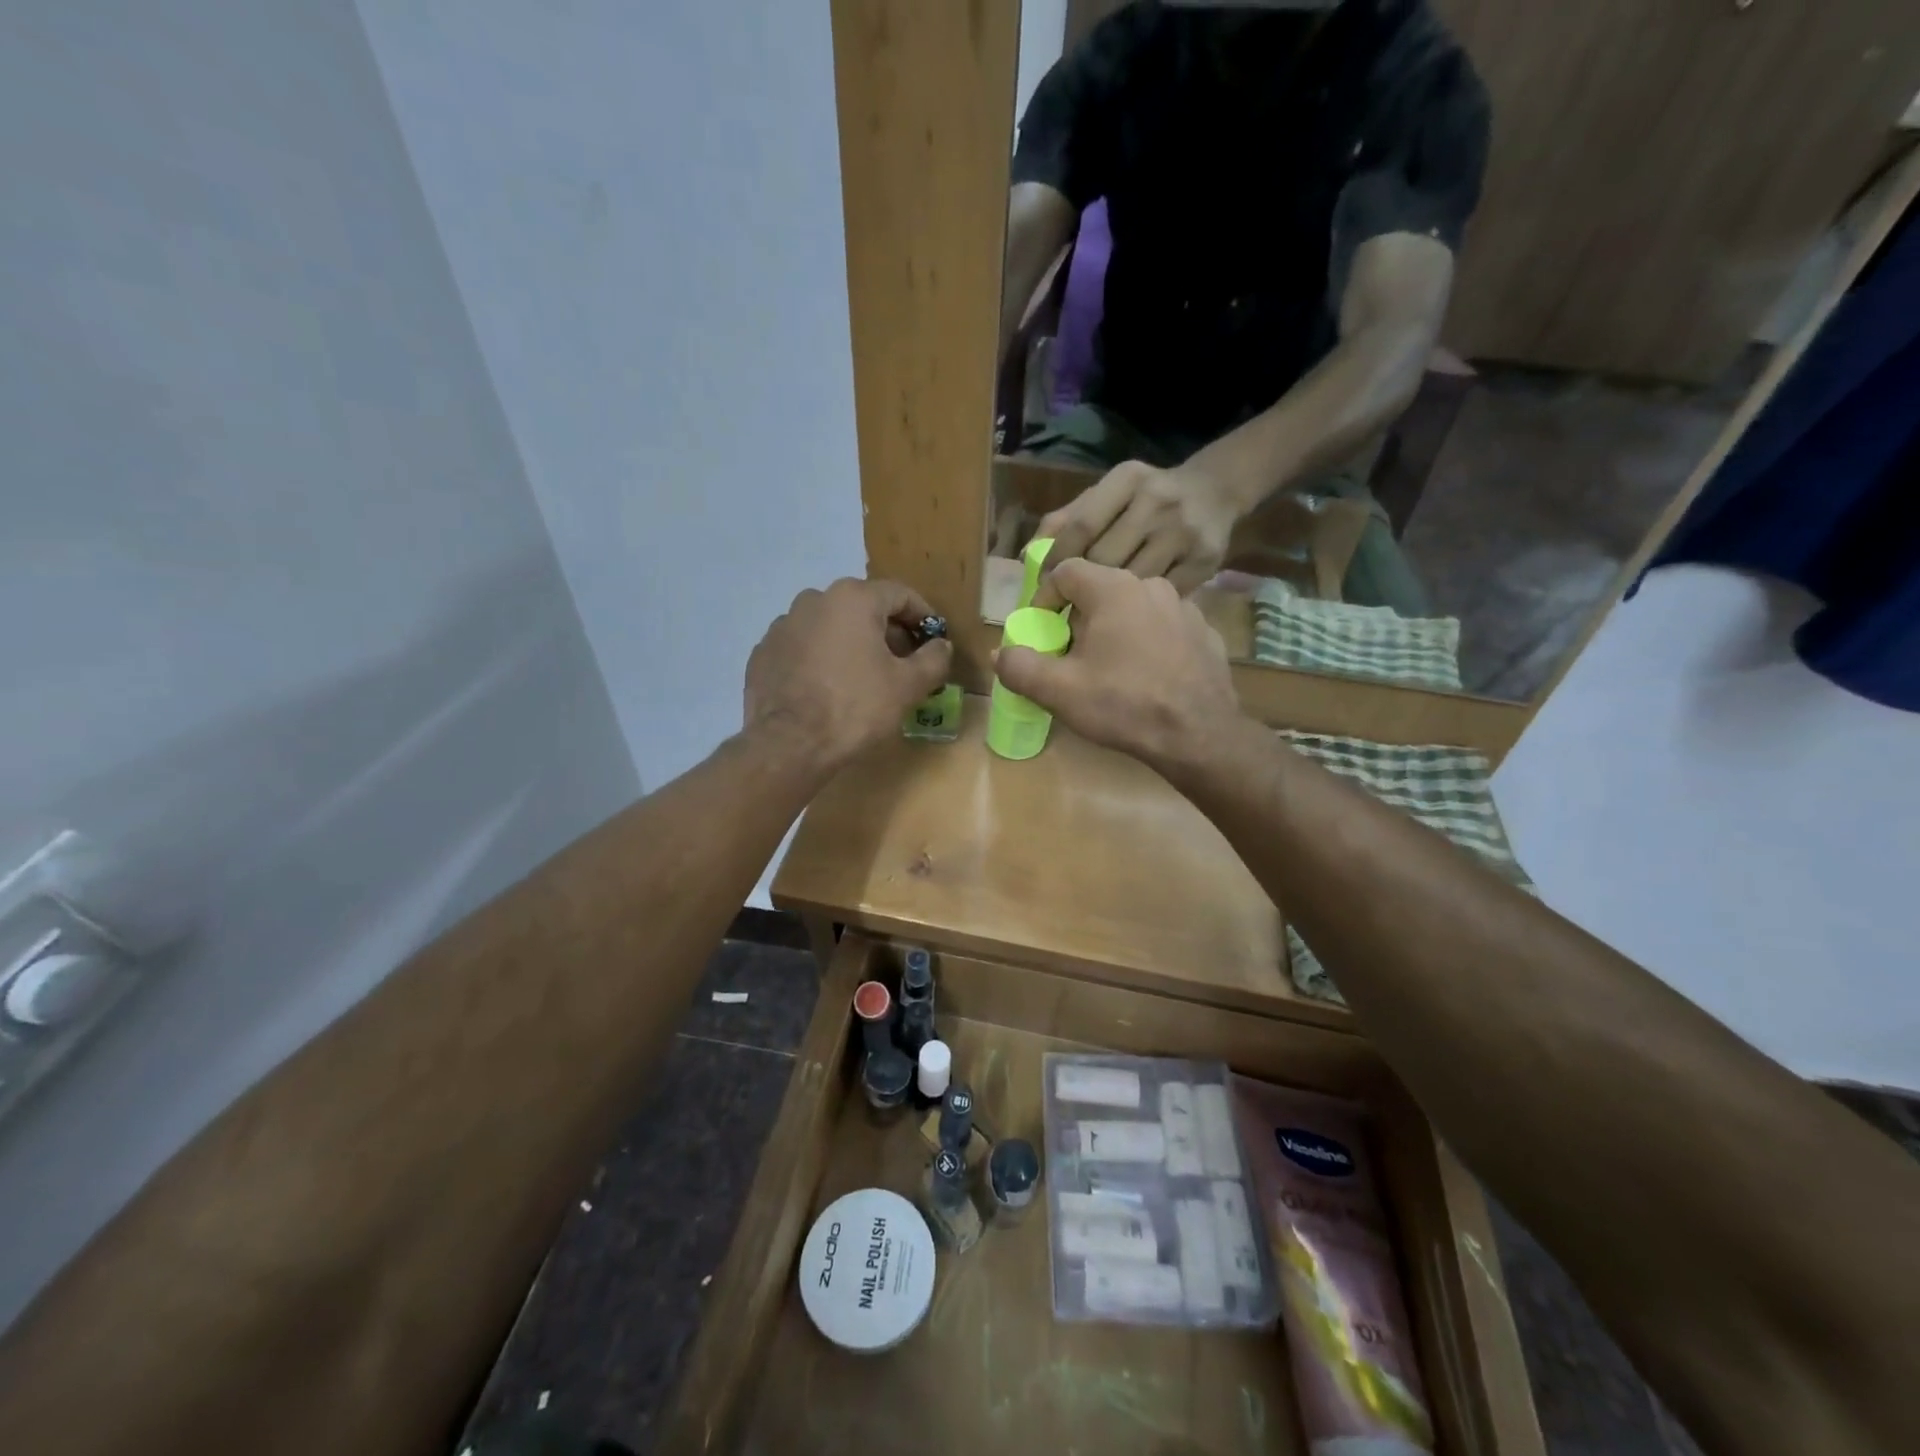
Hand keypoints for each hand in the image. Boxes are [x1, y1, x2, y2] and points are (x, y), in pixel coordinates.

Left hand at [744, 579, 951, 773]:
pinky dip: (821, 659)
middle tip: (903, 663)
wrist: (790, 744)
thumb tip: (941, 645)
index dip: (923, 616)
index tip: (934, 640)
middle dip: (887, 632)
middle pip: (863, 608)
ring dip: (852, 644)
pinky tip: (829, 688)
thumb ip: (934, 659)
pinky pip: (804, 648)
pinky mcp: (764, 652)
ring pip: (830, 626)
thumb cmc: (856, 708)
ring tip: (864, 677)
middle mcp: (814, 600)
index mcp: (853, 599)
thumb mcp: (908, 686)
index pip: (900, 594)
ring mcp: (783, 625)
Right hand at [997, 559, 1240, 768]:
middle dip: (1077, 617)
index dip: (1044, 598)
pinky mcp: (1205, 634)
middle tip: (1069, 654)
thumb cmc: (1124, 705)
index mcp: (1114, 589)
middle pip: (1101, 590)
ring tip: (1108, 668)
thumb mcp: (1059, 691)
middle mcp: (1152, 586)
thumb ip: (1019, 667)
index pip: (1066, 571)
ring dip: (1114, 630)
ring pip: (1134, 609)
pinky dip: (1147, 644)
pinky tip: (1145, 677)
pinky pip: (1164, 629)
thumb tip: (1000, 653)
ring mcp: (1185, 608)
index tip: (1040, 631)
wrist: (1199, 736)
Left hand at [1034, 460, 1238, 604]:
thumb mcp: (1108, 494)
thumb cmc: (1145, 498)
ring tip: (1089, 622)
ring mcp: (1183, 531)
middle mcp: (1157, 500)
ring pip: (1132, 581)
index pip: (1081, 525)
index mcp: (1127, 479)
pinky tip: (1128, 620)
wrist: (1215, 491)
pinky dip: (1141, 611)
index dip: (1057, 561)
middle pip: (1105, 557)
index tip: (1043, 587)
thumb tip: (1028, 556)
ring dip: (1108, 607)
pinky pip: (1161, 595)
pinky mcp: (1205, 560)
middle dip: (1079, 589)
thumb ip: (1067, 520)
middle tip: (1061, 614)